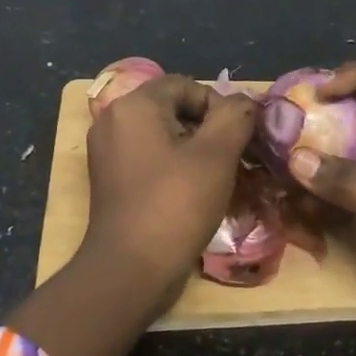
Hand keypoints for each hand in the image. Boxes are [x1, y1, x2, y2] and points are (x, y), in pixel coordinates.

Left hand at [80, 74, 257, 304]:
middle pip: (175, 109)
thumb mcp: (216, 155)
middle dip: (210, 129)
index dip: (219, 105)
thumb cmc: (175, 205)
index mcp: (134, 106)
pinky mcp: (112, 181)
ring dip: (197, 151)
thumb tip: (245, 101)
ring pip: (165, 136)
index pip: (187, 85)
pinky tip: (197, 193)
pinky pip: (152, 159)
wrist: (130, 271)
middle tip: (235, 157)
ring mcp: (109, 153)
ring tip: (222, 177)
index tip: (238, 137)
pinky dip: (177, 168)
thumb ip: (236, 116)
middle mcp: (114, 121)